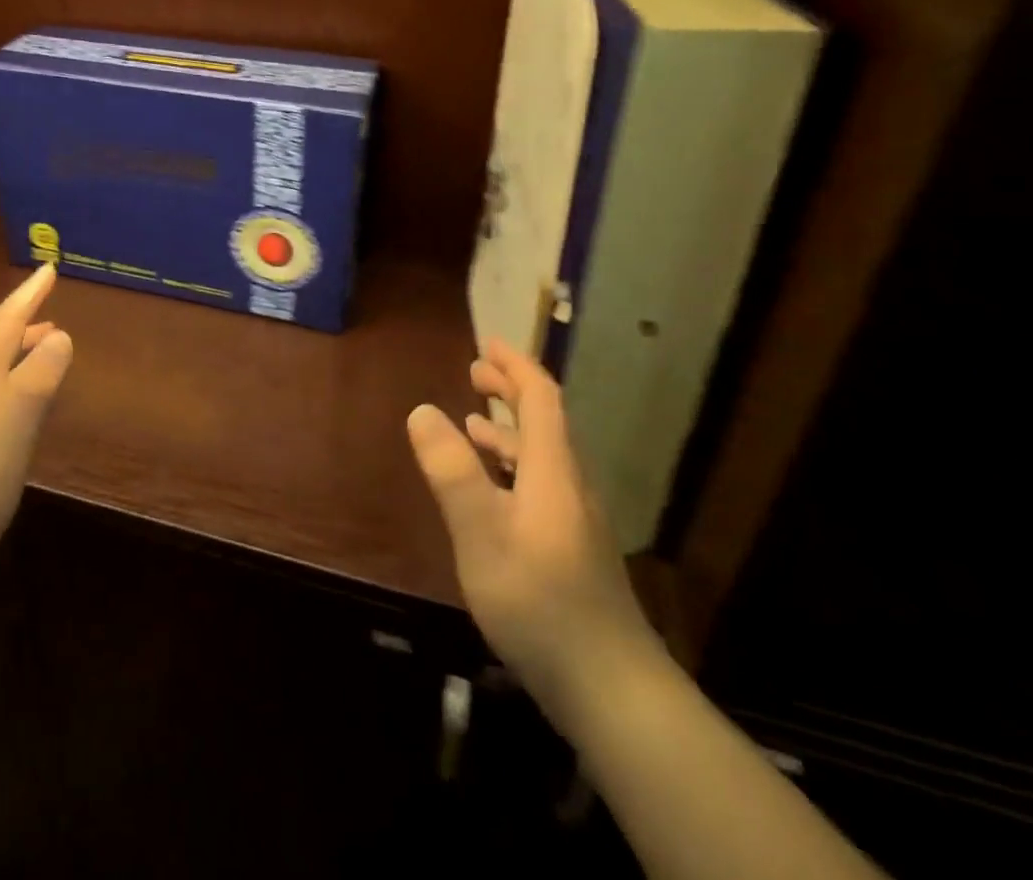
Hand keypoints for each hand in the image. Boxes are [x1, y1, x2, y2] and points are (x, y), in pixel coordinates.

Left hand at [0, 263, 72, 612]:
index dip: (29, 296)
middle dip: (21, 326)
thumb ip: (34, 383)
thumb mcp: (8, 434)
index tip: (48, 267)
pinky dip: (1, 393)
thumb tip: (59, 334)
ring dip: (12, 359)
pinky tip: (5, 420)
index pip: (6, 325)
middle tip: (49, 315)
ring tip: (37, 360)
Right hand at [406, 338, 659, 721]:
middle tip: (474, 372)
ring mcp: (576, 520)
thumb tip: (421, 409)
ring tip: (472, 424)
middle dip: (511, 390)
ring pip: (543, 457)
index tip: (486, 343)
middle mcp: (570, 485)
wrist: (611, 689)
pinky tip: (492, 493)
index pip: (541, 398)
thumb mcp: (481, 533)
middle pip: (546, 422)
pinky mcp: (573, 550)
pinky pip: (541, 485)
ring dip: (508, 431)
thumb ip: (451, 470)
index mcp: (553, 470)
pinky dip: (513, 468)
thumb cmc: (539, 601)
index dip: (515, 366)